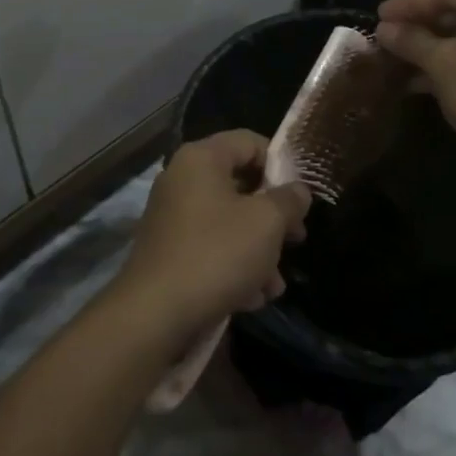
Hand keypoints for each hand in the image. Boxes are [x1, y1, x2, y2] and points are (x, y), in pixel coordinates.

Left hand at [116, 131, 310, 342]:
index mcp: (201, 158)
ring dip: (257, 250)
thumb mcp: (266, 223)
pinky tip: (252, 298)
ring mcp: (172, 215)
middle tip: (297, 240)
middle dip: (272, 216)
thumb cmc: (216, 253)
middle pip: (240, 184)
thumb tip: (298, 190)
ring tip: (274, 285)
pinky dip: (232, 266)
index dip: (280, 164)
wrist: (155, 313)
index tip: (300, 197)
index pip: (250, 142)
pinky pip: (209, 246)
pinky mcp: (168, 249)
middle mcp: (182, 178)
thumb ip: (289, 200)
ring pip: (227, 221)